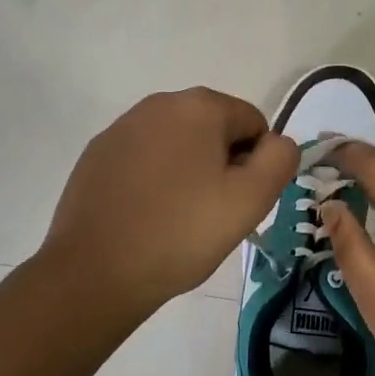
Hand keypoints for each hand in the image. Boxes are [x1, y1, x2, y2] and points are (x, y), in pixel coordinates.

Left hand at [40, 88, 298, 316]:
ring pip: (177, 144)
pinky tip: (146, 217)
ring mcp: (122, 128)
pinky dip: (154, 180)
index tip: (240, 202)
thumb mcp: (250, 199)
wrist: (94, 272)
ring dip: (188, 172)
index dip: (257, 163)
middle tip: (213, 214)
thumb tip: (278, 142)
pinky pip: (143, 159)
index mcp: (199, 106)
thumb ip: (279, 159)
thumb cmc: (181, 232)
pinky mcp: (97, 154)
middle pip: (214, 129)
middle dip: (222, 165)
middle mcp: (159, 103)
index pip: (253, 123)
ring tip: (178, 219)